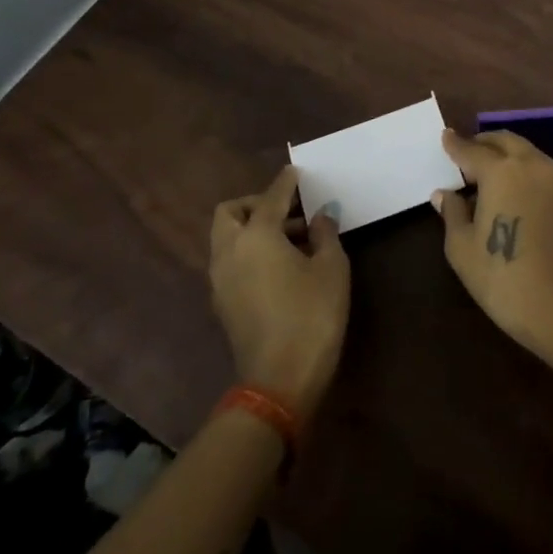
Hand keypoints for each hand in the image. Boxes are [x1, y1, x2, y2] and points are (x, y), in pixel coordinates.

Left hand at [209, 165, 349, 419]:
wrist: (280, 381)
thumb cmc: (312, 315)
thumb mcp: (332, 269)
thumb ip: (325, 234)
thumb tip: (320, 216)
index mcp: (256, 236)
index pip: (271, 197)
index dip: (286, 182)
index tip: (296, 172)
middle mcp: (230, 252)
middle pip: (230, 213)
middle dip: (255, 204)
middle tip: (288, 211)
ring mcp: (220, 280)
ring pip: (226, 238)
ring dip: (252, 229)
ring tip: (292, 240)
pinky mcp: (222, 303)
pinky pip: (230, 261)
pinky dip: (248, 252)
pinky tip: (280, 266)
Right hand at [435, 129, 552, 358]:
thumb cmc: (502, 277)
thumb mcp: (462, 248)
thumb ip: (453, 213)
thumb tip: (445, 194)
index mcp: (501, 171)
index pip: (472, 150)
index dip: (455, 145)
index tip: (445, 137)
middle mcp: (531, 165)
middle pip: (504, 141)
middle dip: (483, 143)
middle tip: (465, 154)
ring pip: (526, 152)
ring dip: (505, 154)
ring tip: (485, 173)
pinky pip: (539, 170)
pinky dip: (522, 169)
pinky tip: (509, 190)